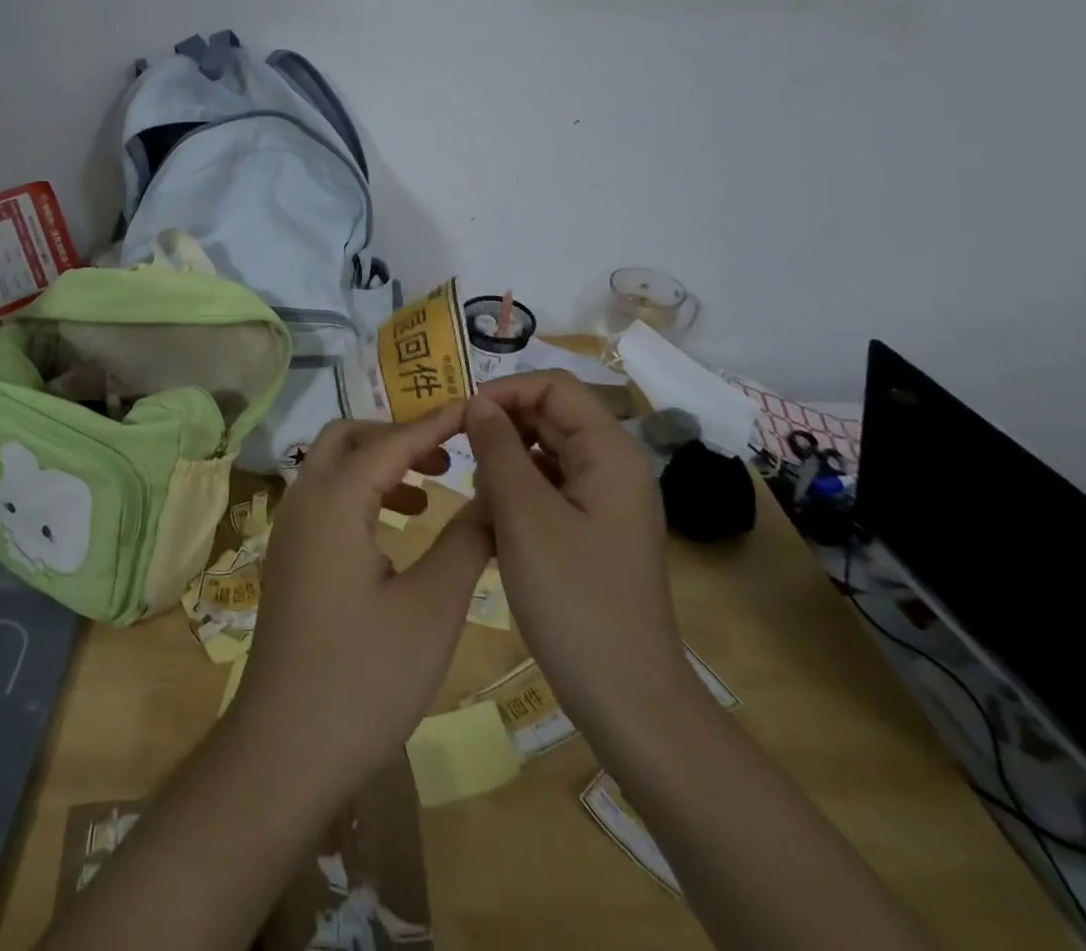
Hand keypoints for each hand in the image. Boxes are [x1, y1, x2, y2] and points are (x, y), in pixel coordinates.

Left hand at [232, 406, 492, 789]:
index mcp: (334, 503)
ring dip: (378, 463)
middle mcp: (303, 503)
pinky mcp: (290, 559)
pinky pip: (325, 499)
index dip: (435, 423)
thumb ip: (465, 542)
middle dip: (398, 435)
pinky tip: (396, 530)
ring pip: (331, 467)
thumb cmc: (364, 677)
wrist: (286, 748)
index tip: (476, 410)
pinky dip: (361, 493)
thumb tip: (493, 497)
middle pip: (347, 438)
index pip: (389, 441)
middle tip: (448, 455)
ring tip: (429, 490)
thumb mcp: (431, 609)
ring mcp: (289, 531)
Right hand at [466, 373, 685, 729]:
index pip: (553, 387)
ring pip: (544, 455)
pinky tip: (495, 528)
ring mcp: (605, 501)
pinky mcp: (593, 531)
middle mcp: (613, 467)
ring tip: (479, 502)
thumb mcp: (523, 514)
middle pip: (550, 418)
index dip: (505, 391)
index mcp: (610, 452)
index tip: (460, 417)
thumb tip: (477, 403)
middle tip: (458, 461)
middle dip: (501, 430)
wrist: (627, 698)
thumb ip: (497, 448)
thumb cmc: (573, 598)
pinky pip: (549, 490)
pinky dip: (517, 496)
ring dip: (505, 466)